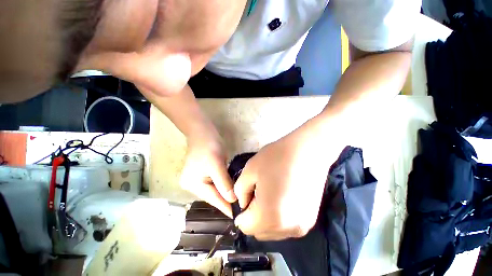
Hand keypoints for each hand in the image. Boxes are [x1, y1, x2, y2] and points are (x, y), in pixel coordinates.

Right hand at [180, 129, 235, 216]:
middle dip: (227, 201)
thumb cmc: (210, 146)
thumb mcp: (217, 164)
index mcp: (194, 184)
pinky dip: (223, 187)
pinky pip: (214, 184)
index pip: (213, 199)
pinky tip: (230, 190)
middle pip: (213, 196)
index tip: (238, 216)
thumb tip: (232, 200)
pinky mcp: (202, 174)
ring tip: (238, 202)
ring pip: (214, 190)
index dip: (226, 207)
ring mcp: (197, 180)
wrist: (203, 132)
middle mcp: (193, 185)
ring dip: (225, 194)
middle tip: (242, 208)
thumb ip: (224, 183)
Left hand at [234, 118, 337, 239]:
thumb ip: (240, 191)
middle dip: (253, 216)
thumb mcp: (249, 170)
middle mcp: (287, 229)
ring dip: (267, 218)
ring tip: (272, 193)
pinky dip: (279, 217)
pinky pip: (286, 226)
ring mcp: (301, 227)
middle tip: (259, 193)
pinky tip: (284, 196)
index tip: (247, 196)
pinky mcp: (310, 220)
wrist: (308, 151)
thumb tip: (243, 203)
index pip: (245, 227)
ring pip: (273, 230)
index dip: (241, 212)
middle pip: (259, 231)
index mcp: (269, 217)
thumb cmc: (276, 158)